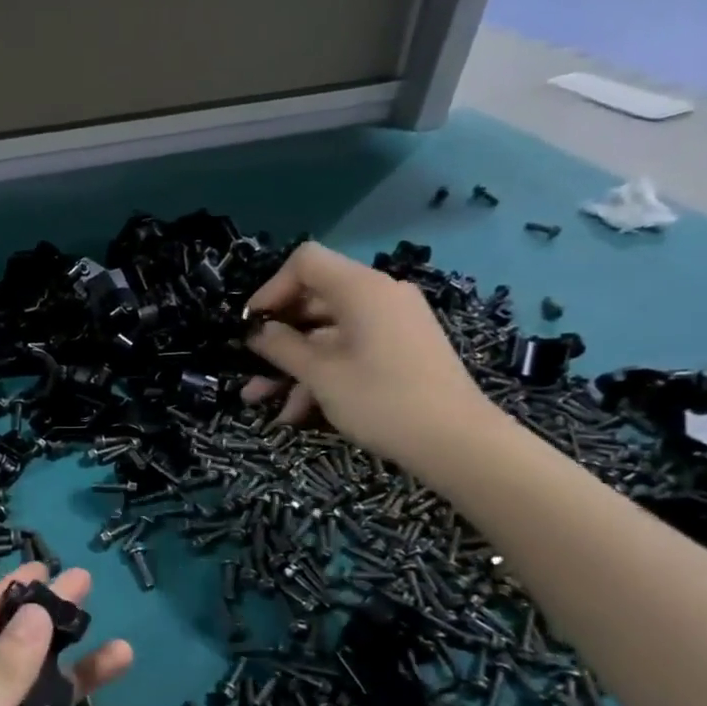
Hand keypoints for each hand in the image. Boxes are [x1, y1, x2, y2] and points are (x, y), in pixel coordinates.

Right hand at [242, 240, 500, 473]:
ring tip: (261, 400)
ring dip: (293, 365)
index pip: (305, 263)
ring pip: (327, 334)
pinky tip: (297, 413)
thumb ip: (282, 347)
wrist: (457, 442)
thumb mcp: (320, 374)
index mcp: (361, 289)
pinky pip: (350, 351)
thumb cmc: (381, 400)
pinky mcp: (399, 350)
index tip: (250, 326)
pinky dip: (322, 374)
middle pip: (314, 300)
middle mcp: (379, 297)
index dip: (270, 289)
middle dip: (277, 337)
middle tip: (248, 366)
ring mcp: (392, 324)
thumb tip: (257, 331)